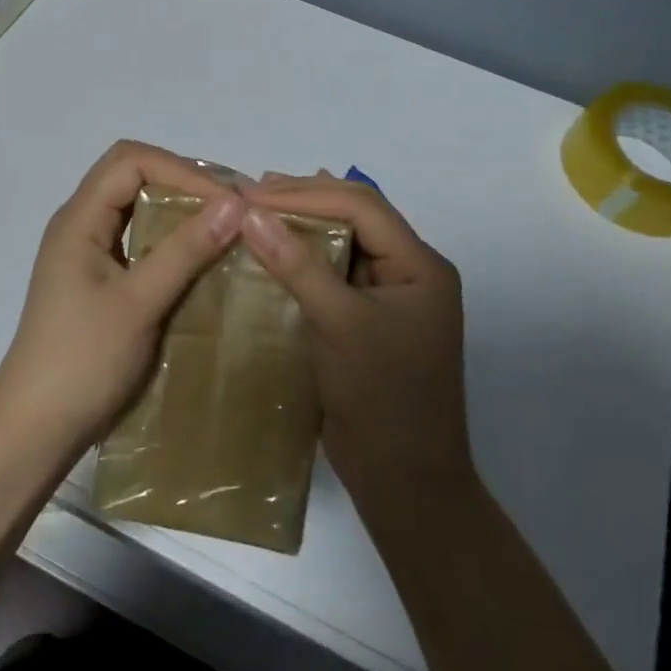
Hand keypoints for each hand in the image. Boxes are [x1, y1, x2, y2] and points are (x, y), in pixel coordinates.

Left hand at [0, 141, 246, 461]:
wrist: (36, 428)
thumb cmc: (83, 361)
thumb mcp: (139, 303)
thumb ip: (184, 251)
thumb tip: (235, 205)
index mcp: (78, 219)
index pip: (130, 161)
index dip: (181, 169)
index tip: (228, 201)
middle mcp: (79, 225)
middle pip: (132, 176)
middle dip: (183, 183)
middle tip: (233, 207)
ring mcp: (86, 254)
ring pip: (135, 209)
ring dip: (178, 211)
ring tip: (225, 227)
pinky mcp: (97, 281)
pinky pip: (136, 241)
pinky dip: (169, 240)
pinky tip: (200, 260)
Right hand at [239, 173, 470, 501]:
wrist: (403, 478)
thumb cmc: (380, 396)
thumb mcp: (338, 323)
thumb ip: (297, 264)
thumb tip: (250, 214)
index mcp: (419, 265)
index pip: (361, 207)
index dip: (305, 193)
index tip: (251, 194)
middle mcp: (410, 271)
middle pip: (357, 215)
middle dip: (304, 199)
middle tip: (250, 191)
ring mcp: (390, 295)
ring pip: (344, 240)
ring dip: (303, 222)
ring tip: (257, 207)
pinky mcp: (368, 318)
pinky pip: (335, 272)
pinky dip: (304, 255)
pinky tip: (275, 248)